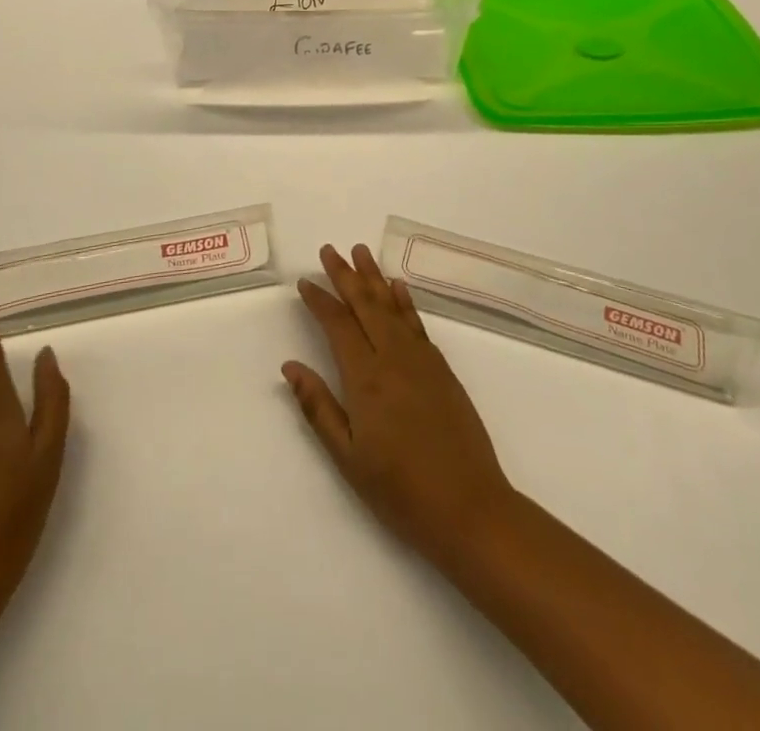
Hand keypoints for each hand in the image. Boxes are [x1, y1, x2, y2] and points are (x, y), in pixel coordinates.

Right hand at [282, 243, 514, 568]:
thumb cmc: (400, 490)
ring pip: (392, 306)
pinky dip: (404, 301)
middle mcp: (393, 358)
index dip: (320, 301)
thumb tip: (290, 366)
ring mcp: (421, 360)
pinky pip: (417, 322)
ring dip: (374, 277)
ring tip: (360, 251)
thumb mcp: (348, 458)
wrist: (469, 509)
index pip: (338, 325)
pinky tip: (398, 287)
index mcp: (366, 378)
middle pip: (365, 305)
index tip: (305, 282)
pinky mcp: (442, 369)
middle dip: (345, 275)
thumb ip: (318, 407)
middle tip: (329, 250)